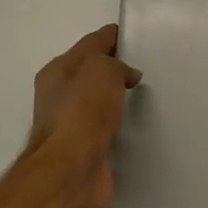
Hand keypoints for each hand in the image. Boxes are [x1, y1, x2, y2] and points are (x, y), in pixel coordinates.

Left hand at [26, 24, 141, 207]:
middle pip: (92, 74)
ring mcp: (73, 126)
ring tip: (149, 95)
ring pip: (101, 102)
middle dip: (116, 68)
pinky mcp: (88, 150)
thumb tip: (127, 75)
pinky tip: (140, 125)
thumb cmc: (82, 113)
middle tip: (149, 65)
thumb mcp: (101, 71)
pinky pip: (109, 129)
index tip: (138, 35)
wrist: (71, 172)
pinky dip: (122, 124)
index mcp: (58, 72)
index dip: (112, 37)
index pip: (90, 44)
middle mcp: (60, 97)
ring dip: (119, 98)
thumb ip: (116, 64)